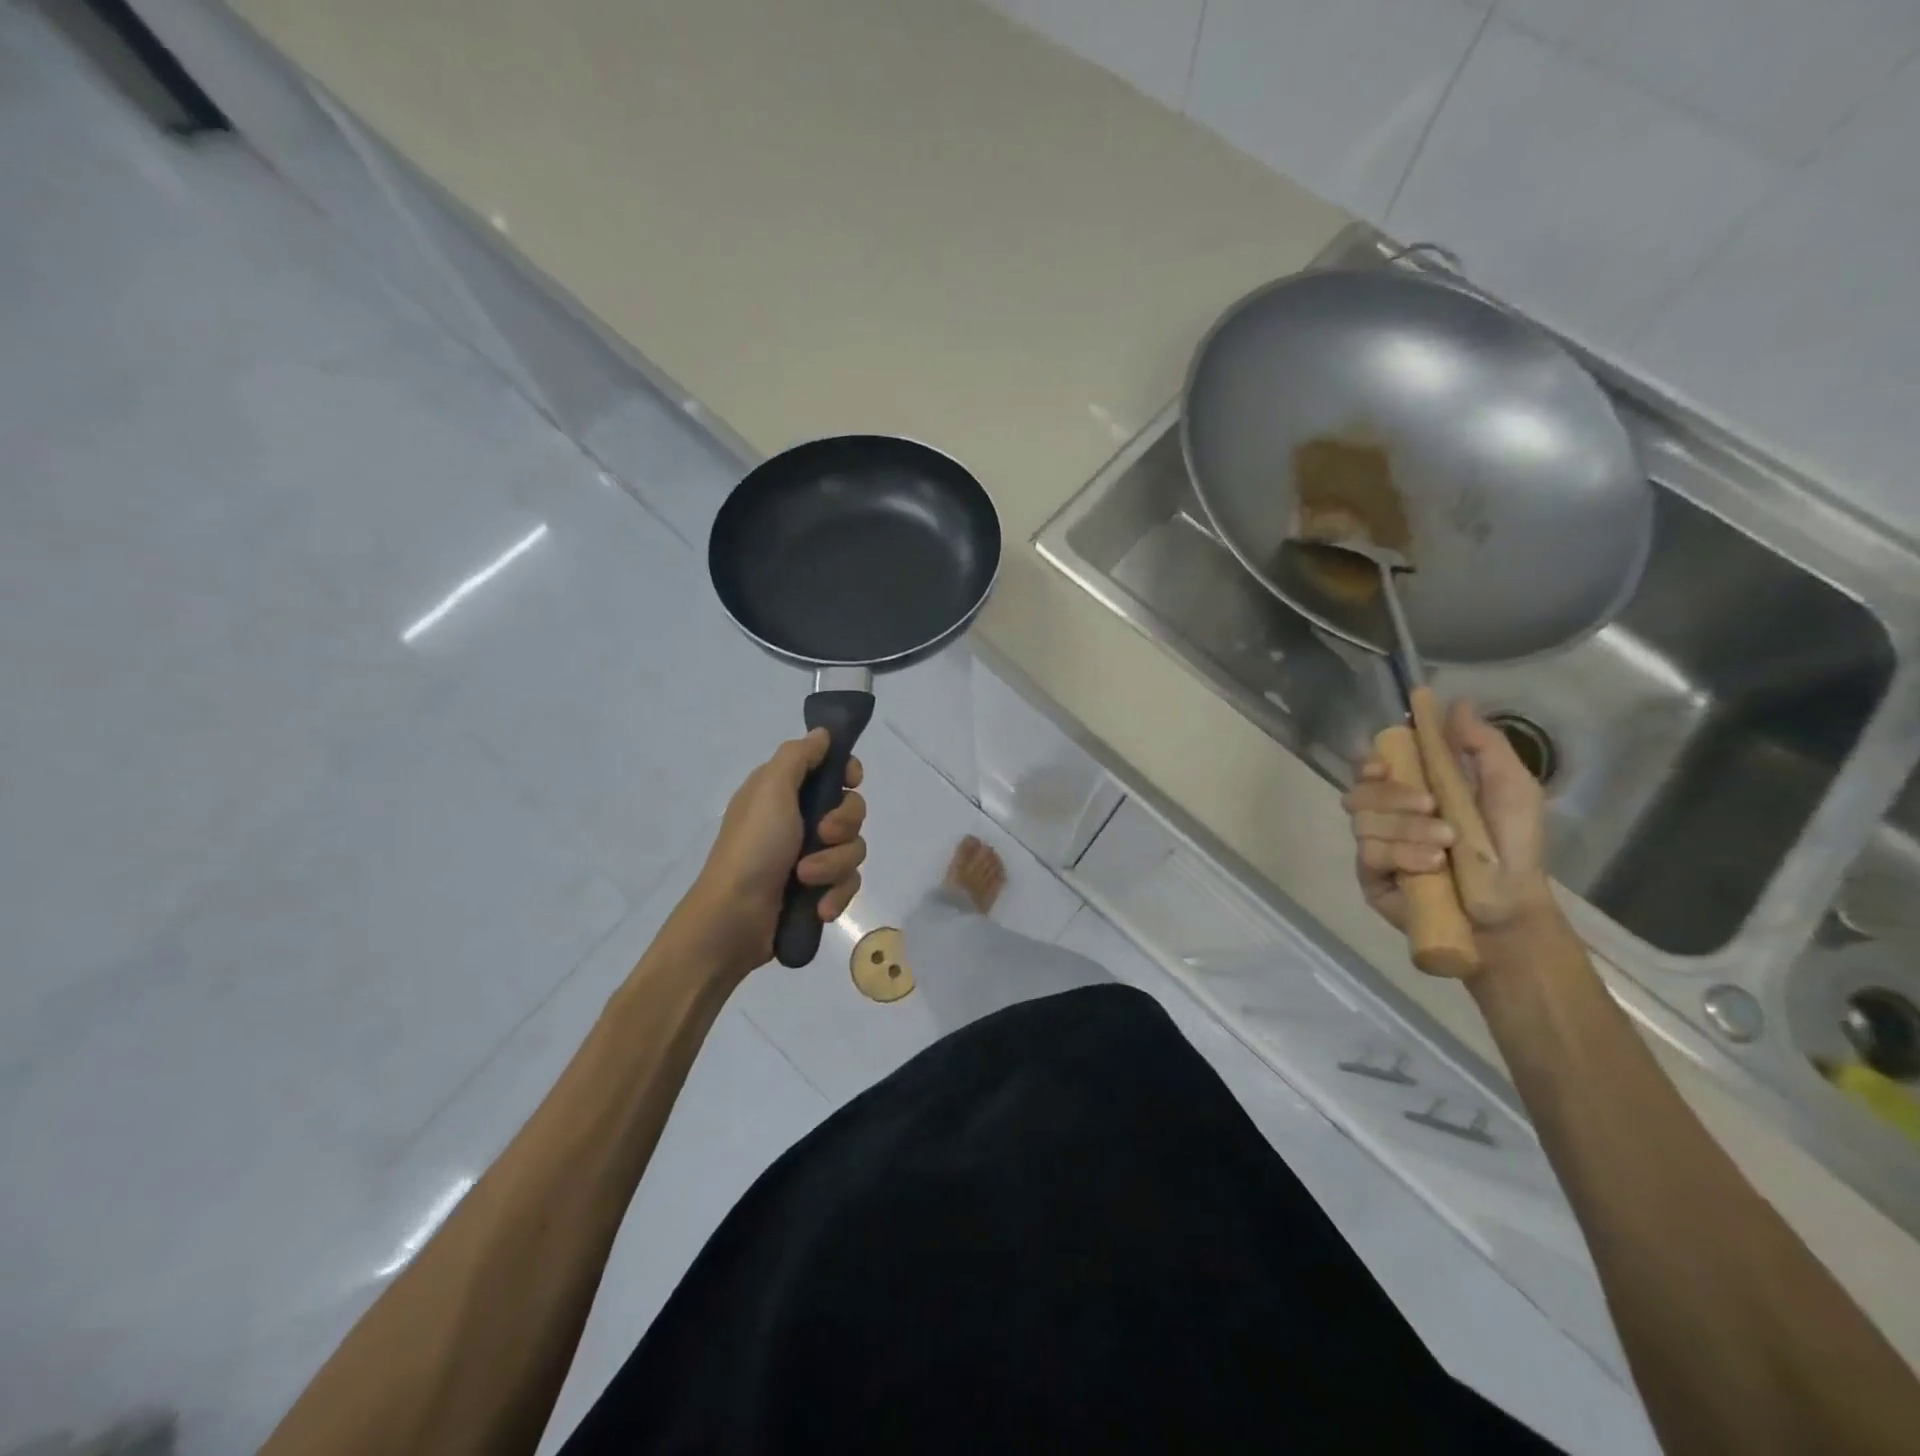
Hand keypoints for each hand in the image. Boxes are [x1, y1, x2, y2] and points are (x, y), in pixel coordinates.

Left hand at [681, 731, 866, 982]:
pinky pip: (848, 884)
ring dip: (834, 865)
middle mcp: (798, 819)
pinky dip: (836, 894)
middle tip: (821, 835)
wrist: (733, 920)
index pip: (831, 769)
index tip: (851, 780)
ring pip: (854, 849)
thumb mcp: (771, 789)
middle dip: (843, 824)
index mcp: (784, 791)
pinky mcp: (817, 891)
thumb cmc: (753, 847)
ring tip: (806, 879)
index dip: (847, 772)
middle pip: (852, 809)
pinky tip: (819, 908)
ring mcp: (809, 857)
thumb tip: (822, 733)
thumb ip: (799, 756)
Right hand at [1341, 699, 1552, 937]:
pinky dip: (1400, 854)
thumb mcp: (1511, 789)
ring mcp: (1376, 845)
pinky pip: (1367, 854)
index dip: (1368, 762)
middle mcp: (1388, 815)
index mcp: (1414, 790)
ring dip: (1405, 828)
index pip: (1371, 767)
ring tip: (1444, 844)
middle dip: (1392, 795)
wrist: (1510, 909)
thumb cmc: (1513, 847)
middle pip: (1358, 791)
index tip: (1384, 764)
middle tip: (1431, 805)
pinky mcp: (1370, 876)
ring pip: (1362, 822)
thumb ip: (1484, 745)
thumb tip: (1456, 702)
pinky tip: (1430, 864)